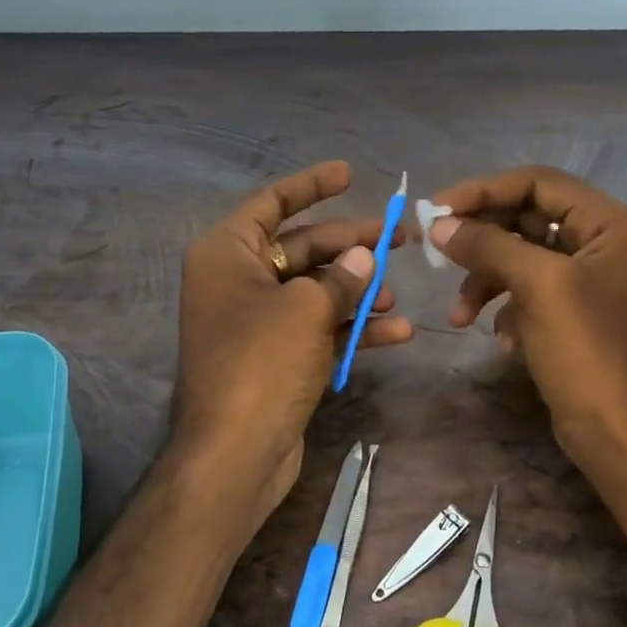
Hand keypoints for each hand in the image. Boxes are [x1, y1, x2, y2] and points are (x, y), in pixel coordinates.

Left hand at [173, 161, 413, 526]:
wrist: (235, 453)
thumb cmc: (262, 363)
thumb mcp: (306, 309)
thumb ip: (340, 278)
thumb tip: (362, 260)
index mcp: (227, 253)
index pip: (272, 202)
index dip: (311, 185)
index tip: (350, 174)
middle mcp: (237, 281)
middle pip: (301, 247)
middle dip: (350, 245)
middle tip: (399, 239)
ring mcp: (257, 322)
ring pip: (314, 291)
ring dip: (356, 291)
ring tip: (396, 291)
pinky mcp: (275, 358)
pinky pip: (317, 329)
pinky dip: (351, 329)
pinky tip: (396, 332)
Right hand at [428, 166, 626, 485]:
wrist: (618, 434)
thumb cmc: (585, 351)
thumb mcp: (536, 286)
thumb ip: (488, 245)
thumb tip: (439, 224)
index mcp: (611, 224)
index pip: (539, 182)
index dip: (485, 191)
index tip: (438, 209)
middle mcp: (604, 243)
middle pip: (527, 218)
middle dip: (481, 239)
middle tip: (436, 251)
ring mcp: (589, 280)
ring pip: (521, 257)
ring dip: (485, 280)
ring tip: (459, 315)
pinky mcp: (574, 312)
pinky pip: (528, 291)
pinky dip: (505, 308)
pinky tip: (499, 338)